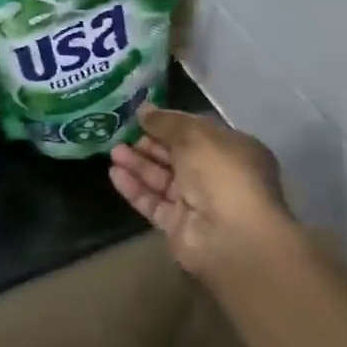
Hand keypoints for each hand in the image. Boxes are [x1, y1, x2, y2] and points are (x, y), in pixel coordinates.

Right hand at [109, 108, 294, 275]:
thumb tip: (143, 110)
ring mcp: (198, 203)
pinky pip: (153, 202)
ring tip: (113, 152)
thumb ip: (166, 122)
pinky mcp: (178, 226)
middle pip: (176, 156)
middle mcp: (217, 176)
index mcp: (233, 150)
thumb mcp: (194, 135)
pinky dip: (134, 188)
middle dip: (149, 144)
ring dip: (138, 164)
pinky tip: (114, 174)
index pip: (197, 132)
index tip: (141, 116)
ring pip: (162, 179)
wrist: (231, 236)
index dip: (169, 123)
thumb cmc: (221, 174)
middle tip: (121, 133)